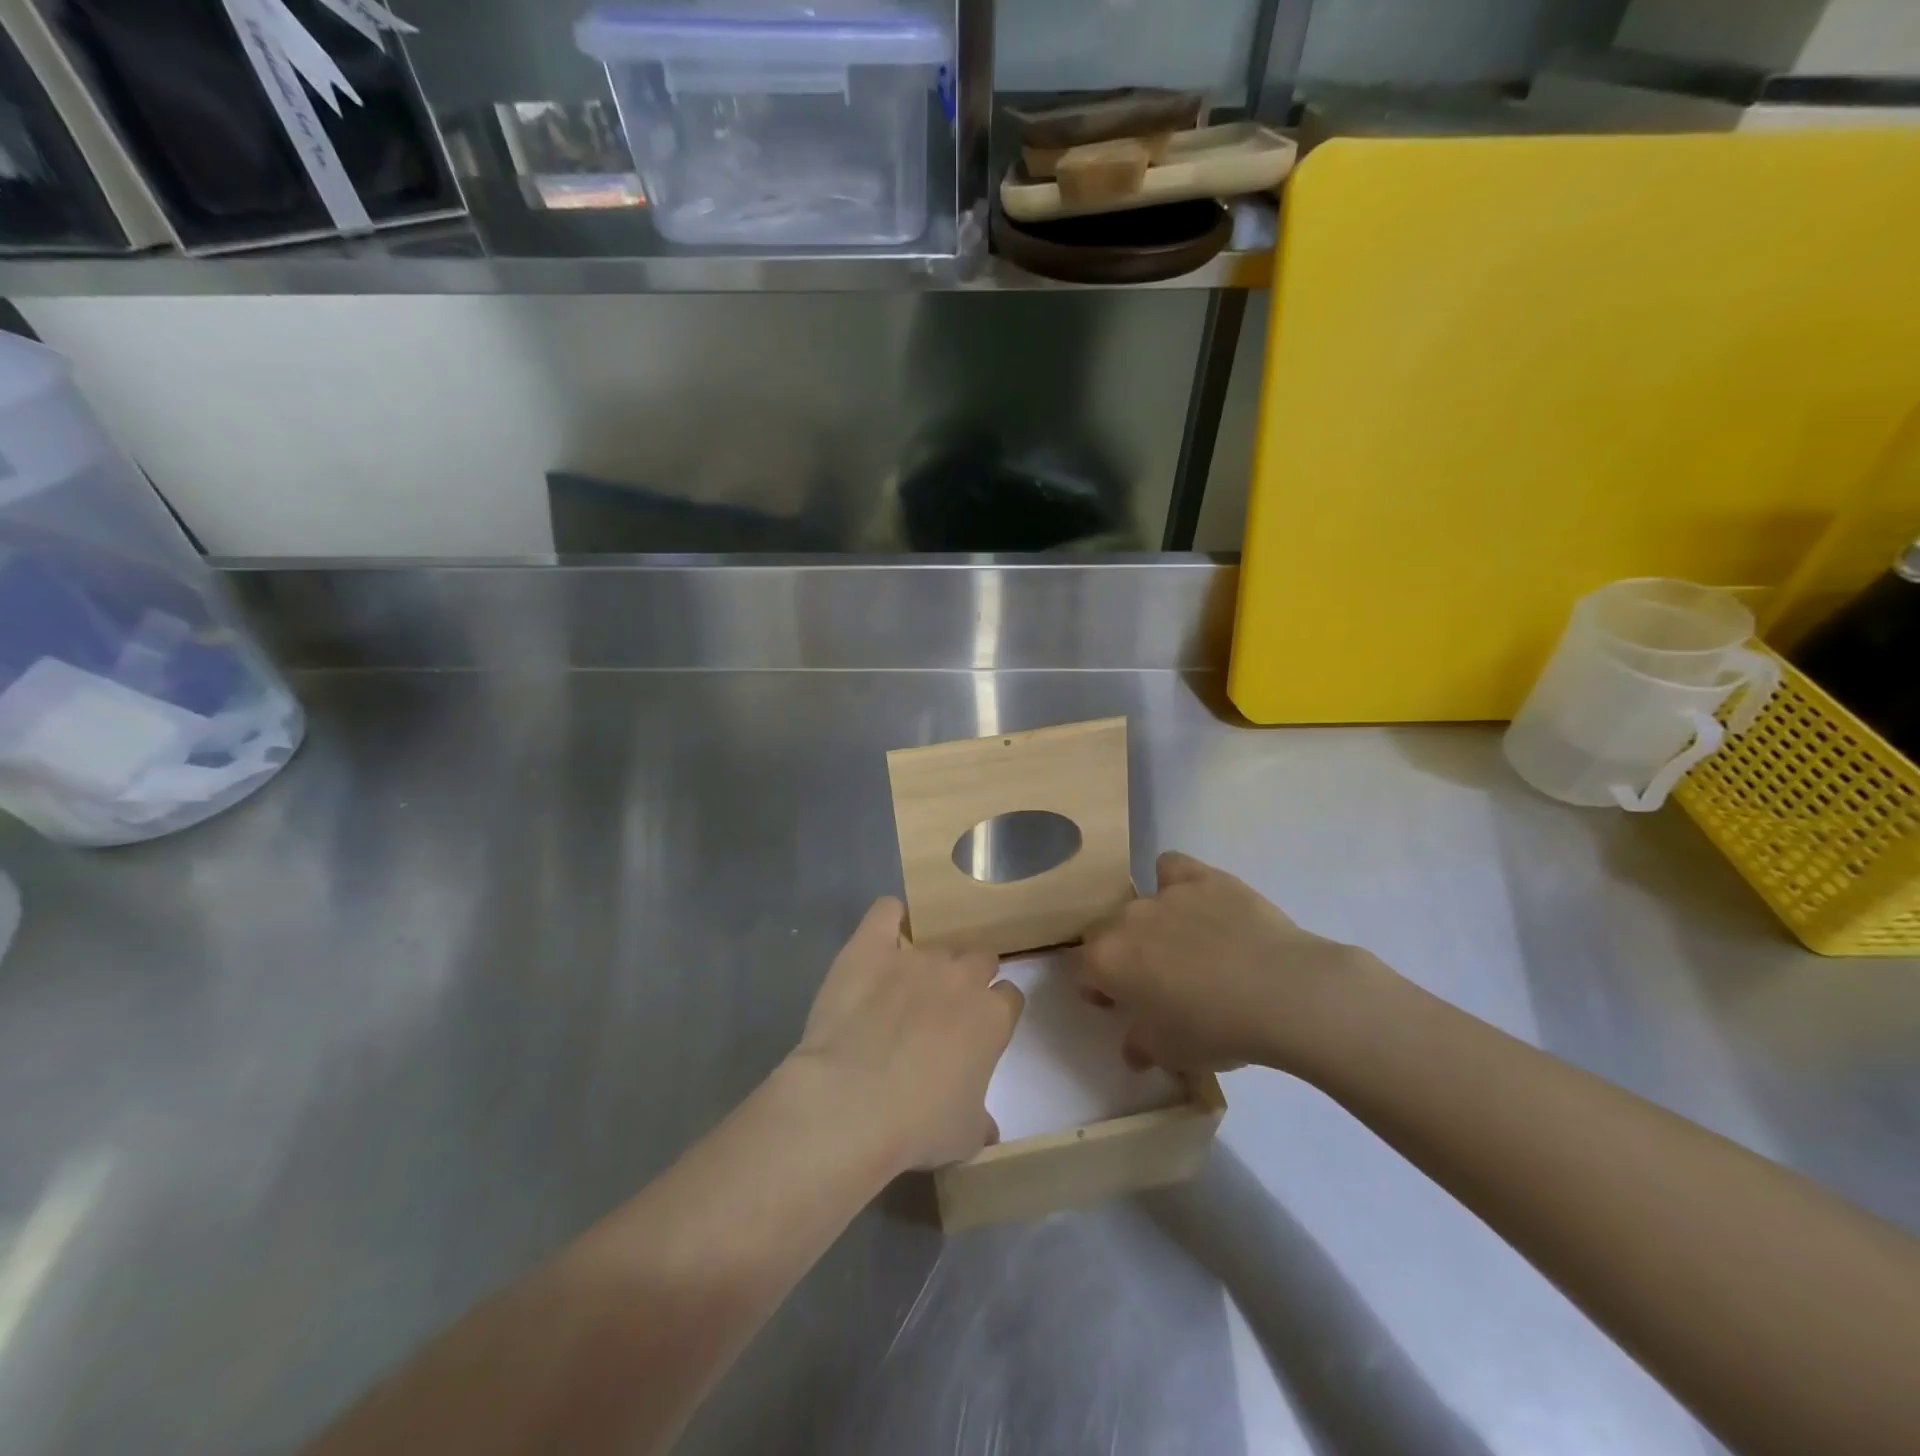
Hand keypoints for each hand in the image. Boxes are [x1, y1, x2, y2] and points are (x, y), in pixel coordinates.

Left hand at [790, 898, 1023, 1172]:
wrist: (851, 1104)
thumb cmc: (917, 1126)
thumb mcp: (963, 1136)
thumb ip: (980, 1120)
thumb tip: (987, 1127)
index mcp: (992, 1016)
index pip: (1010, 995)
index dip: (995, 1010)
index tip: (978, 1030)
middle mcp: (961, 976)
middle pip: (980, 957)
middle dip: (969, 977)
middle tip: (944, 1008)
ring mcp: (915, 956)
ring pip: (935, 943)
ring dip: (926, 963)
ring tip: (902, 987)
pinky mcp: (871, 945)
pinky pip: (886, 912)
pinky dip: (888, 919)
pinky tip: (882, 937)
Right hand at [1078, 851, 1389, 1078]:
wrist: (1281, 992)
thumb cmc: (1216, 1030)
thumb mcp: (1172, 1054)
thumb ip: (1142, 1045)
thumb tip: (1133, 1047)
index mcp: (1107, 961)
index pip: (1084, 970)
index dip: (1099, 988)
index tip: (1119, 1005)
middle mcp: (1126, 919)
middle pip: (1107, 932)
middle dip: (1121, 953)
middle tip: (1153, 981)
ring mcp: (1164, 894)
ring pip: (1140, 902)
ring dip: (1150, 924)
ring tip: (1184, 947)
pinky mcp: (1202, 878)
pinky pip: (1172, 868)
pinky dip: (1175, 881)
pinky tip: (1196, 902)